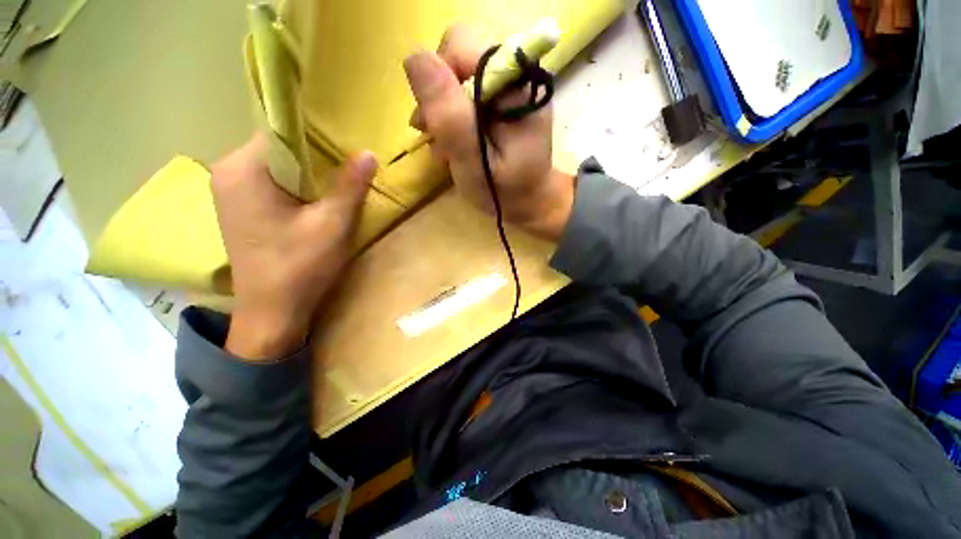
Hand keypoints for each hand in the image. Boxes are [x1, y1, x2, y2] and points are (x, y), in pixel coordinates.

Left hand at [210, 134, 376, 360]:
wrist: (272, 311)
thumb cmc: (300, 266)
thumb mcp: (332, 224)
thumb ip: (349, 186)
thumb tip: (368, 153)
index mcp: (243, 169)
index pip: (281, 133)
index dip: (317, 137)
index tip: (346, 147)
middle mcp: (227, 172)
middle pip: (278, 149)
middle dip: (314, 157)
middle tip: (348, 168)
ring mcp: (229, 191)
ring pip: (276, 167)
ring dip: (307, 174)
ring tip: (336, 184)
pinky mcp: (238, 208)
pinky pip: (270, 183)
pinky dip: (295, 186)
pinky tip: (315, 201)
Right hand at [403, 24, 574, 240]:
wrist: (530, 201)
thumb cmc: (506, 191)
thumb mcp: (474, 163)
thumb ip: (451, 118)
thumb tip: (415, 59)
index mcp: (515, 84)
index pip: (461, 45)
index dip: (438, 81)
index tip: (433, 124)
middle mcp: (514, 74)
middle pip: (457, 57)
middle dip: (439, 96)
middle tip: (437, 136)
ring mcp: (509, 86)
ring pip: (458, 75)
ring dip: (444, 109)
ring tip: (445, 146)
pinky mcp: (502, 100)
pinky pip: (466, 92)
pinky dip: (453, 116)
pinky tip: (455, 142)